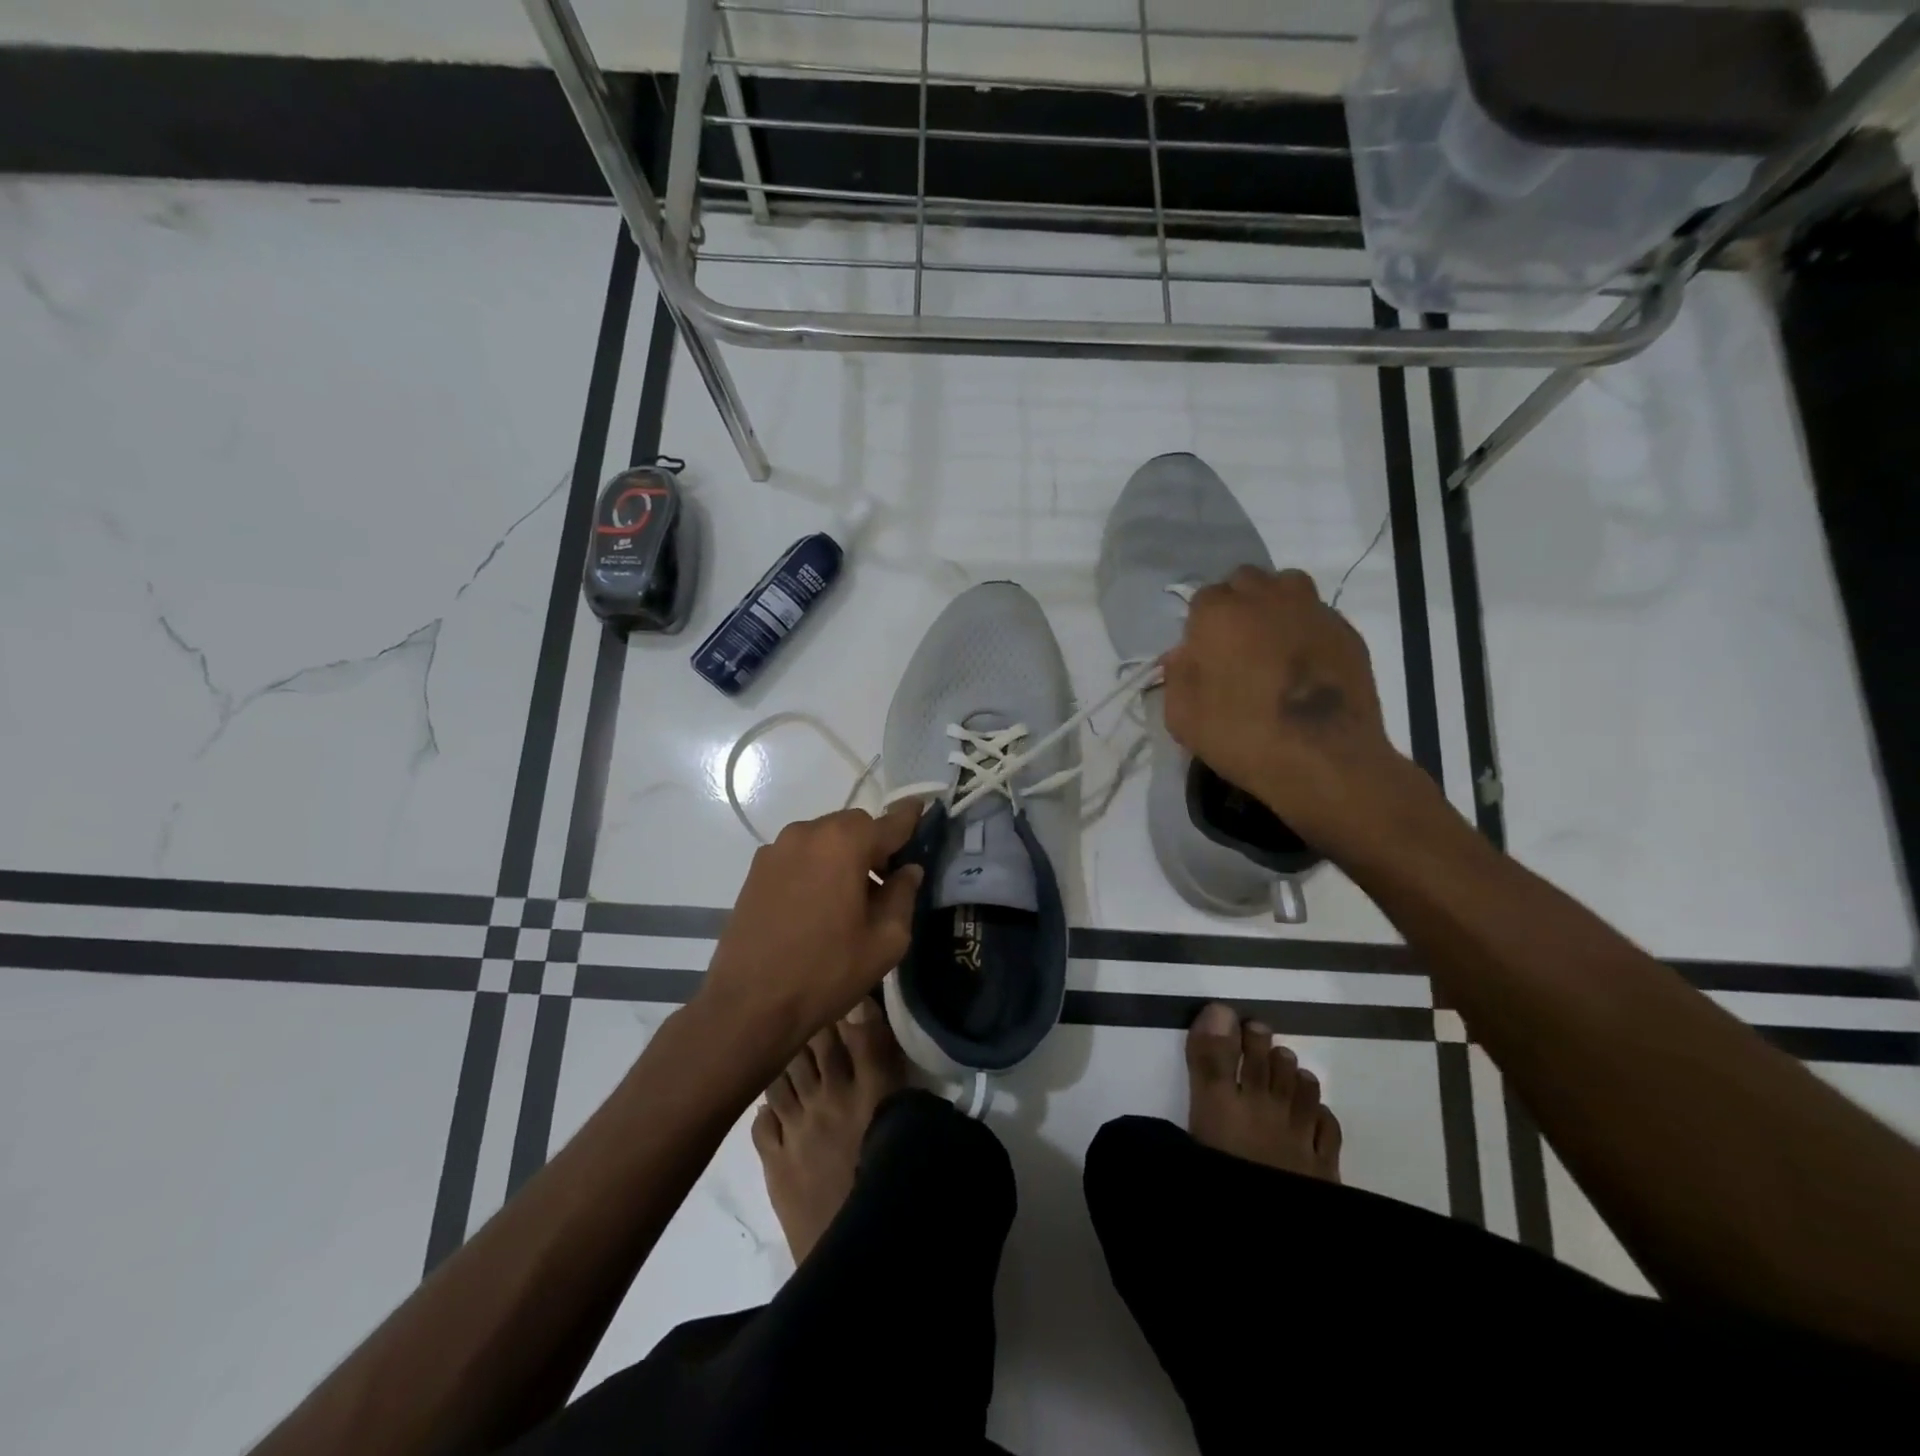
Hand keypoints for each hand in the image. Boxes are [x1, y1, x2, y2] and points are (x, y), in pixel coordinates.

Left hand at [700, 801, 923, 1052]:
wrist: (749, 1005)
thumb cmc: (826, 972)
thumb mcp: (885, 940)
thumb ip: (903, 895)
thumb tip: (909, 870)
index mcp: (845, 843)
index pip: (890, 822)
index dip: (911, 818)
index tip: (924, 810)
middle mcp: (808, 833)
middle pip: (854, 825)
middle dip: (874, 844)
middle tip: (885, 881)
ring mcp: (777, 849)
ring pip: (824, 838)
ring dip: (843, 855)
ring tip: (849, 897)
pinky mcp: (756, 869)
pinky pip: (799, 855)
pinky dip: (816, 866)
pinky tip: (817, 904)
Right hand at [1162, 567, 1401, 850]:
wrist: (1325, 760)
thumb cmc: (1243, 737)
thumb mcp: (1183, 717)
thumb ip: (1177, 676)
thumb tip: (1184, 655)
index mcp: (1220, 614)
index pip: (1202, 599)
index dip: (1200, 626)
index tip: (1204, 655)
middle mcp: (1266, 598)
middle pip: (1244, 581)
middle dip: (1236, 604)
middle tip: (1235, 645)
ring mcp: (1311, 610)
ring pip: (1286, 586)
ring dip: (1273, 605)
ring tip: (1272, 642)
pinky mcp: (1346, 630)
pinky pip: (1316, 614)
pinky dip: (1305, 628)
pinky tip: (1304, 663)